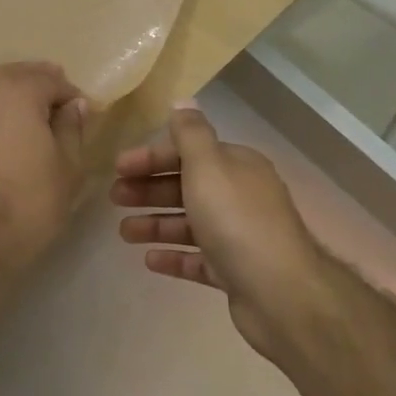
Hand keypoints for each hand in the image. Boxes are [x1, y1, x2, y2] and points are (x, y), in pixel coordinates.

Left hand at [0, 62, 87, 269]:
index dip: (72, 96)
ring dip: (11, 94)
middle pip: (17, 75)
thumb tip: (74, 105)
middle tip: (60, 113)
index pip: (52, 79)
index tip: (85, 115)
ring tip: (28, 117)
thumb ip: (72, 128)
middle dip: (41, 87)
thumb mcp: (68, 166)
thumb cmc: (30, 201)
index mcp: (18, 90)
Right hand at [112, 101, 326, 355]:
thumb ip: (191, 133)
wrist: (282, 294)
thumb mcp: (207, 166)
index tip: (118, 167)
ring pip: (189, 224)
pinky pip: (198, 259)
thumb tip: (183, 101)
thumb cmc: (236, 220)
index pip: (187, 152)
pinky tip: (149, 260)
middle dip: (149, 190)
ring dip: (155, 224)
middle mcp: (240, 196)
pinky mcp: (236, 272)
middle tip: (114, 198)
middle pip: (186, 186)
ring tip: (124, 233)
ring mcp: (239, 236)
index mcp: (236, 166)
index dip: (151, 157)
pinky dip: (174, 256)